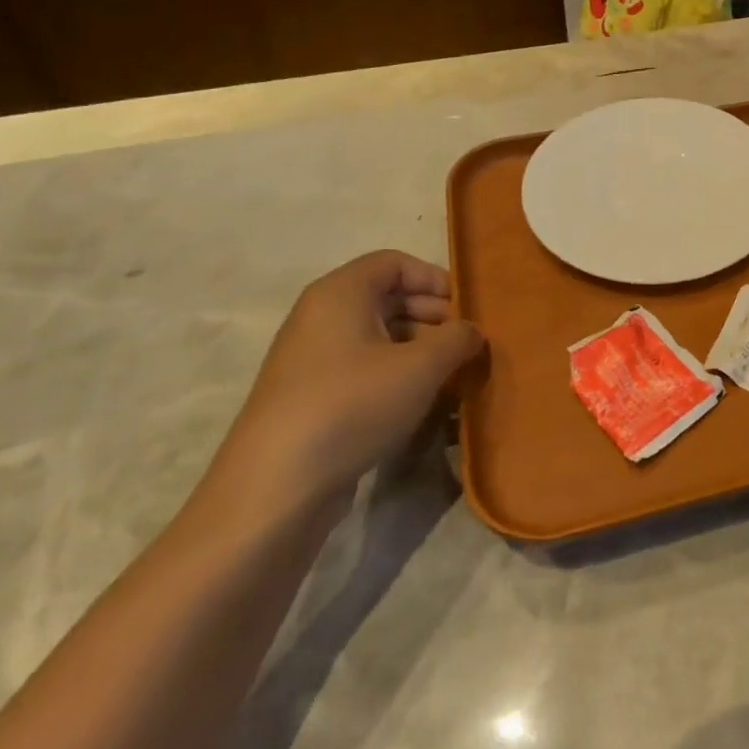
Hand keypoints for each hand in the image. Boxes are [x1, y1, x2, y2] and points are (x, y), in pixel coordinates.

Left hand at [204, 251, 484, 522]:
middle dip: (434, 317)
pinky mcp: (313, 398)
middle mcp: (321, 317)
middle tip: (467, 345)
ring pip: (379, 338)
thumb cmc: (353, 405)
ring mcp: (313, 359)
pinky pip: (364, 370)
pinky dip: (397, 377)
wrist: (276, 486)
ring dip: (421, 351)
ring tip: (454, 377)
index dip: (435, 279)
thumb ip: (458, 339)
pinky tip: (423, 404)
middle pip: (388, 298)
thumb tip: (472, 332)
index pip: (394, 262)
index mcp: (340, 293)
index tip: (467, 309)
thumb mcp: (422, 367)